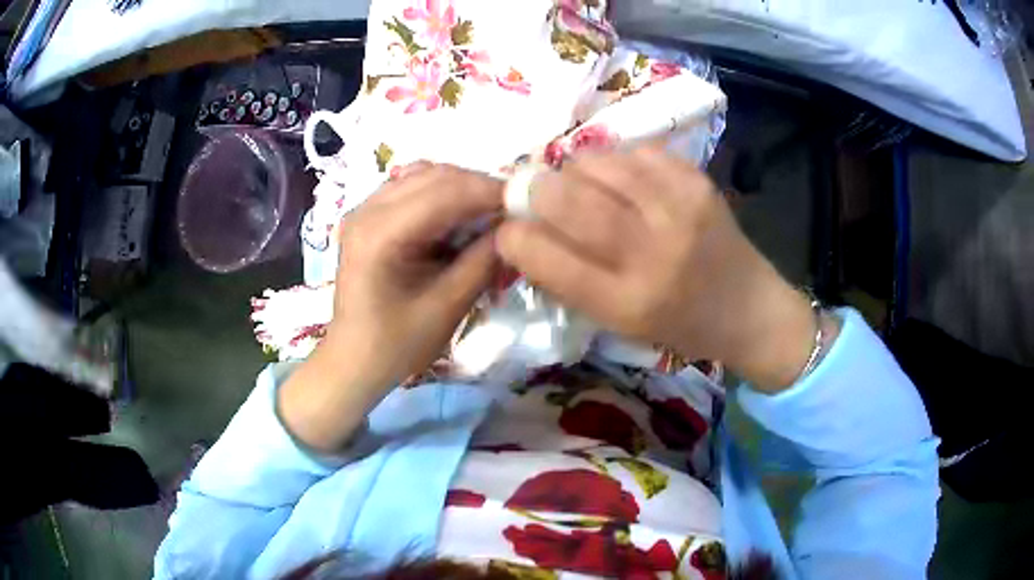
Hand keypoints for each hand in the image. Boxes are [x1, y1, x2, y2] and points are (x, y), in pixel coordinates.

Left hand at [280, 164, 501, 451]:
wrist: (354, 359)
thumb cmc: (397, 344)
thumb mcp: (447, 307)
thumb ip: (483, 262)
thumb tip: (516, 227)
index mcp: (380, 234)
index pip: (445, 192)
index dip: (490, 192)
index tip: (528, 204)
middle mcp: (367, 210)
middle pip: (435, 175)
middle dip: (479, 187)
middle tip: (513, 211)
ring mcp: (365, 209)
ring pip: (424, 175)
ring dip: (462, 188)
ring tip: (489, 214)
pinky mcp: (369, 215)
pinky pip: (412, 187)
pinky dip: (442, 195)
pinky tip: (458, 218)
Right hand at [496, 147, 816, 390]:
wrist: (748, 307)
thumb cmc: (678, 325)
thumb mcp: (619, 324)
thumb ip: (570, 280)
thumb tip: (524, 231)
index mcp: (626, 302)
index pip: (548, 258)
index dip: (513, 237)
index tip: (506, 228)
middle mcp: (652, 253)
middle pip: (569, 200)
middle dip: (534, 189)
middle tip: (528, 189)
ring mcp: (679, 209)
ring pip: (597, 164)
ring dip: (572, 169)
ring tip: (575, 180)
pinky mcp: (697, 181)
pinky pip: (634, 152)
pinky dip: (614, 160)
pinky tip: (619, 177)